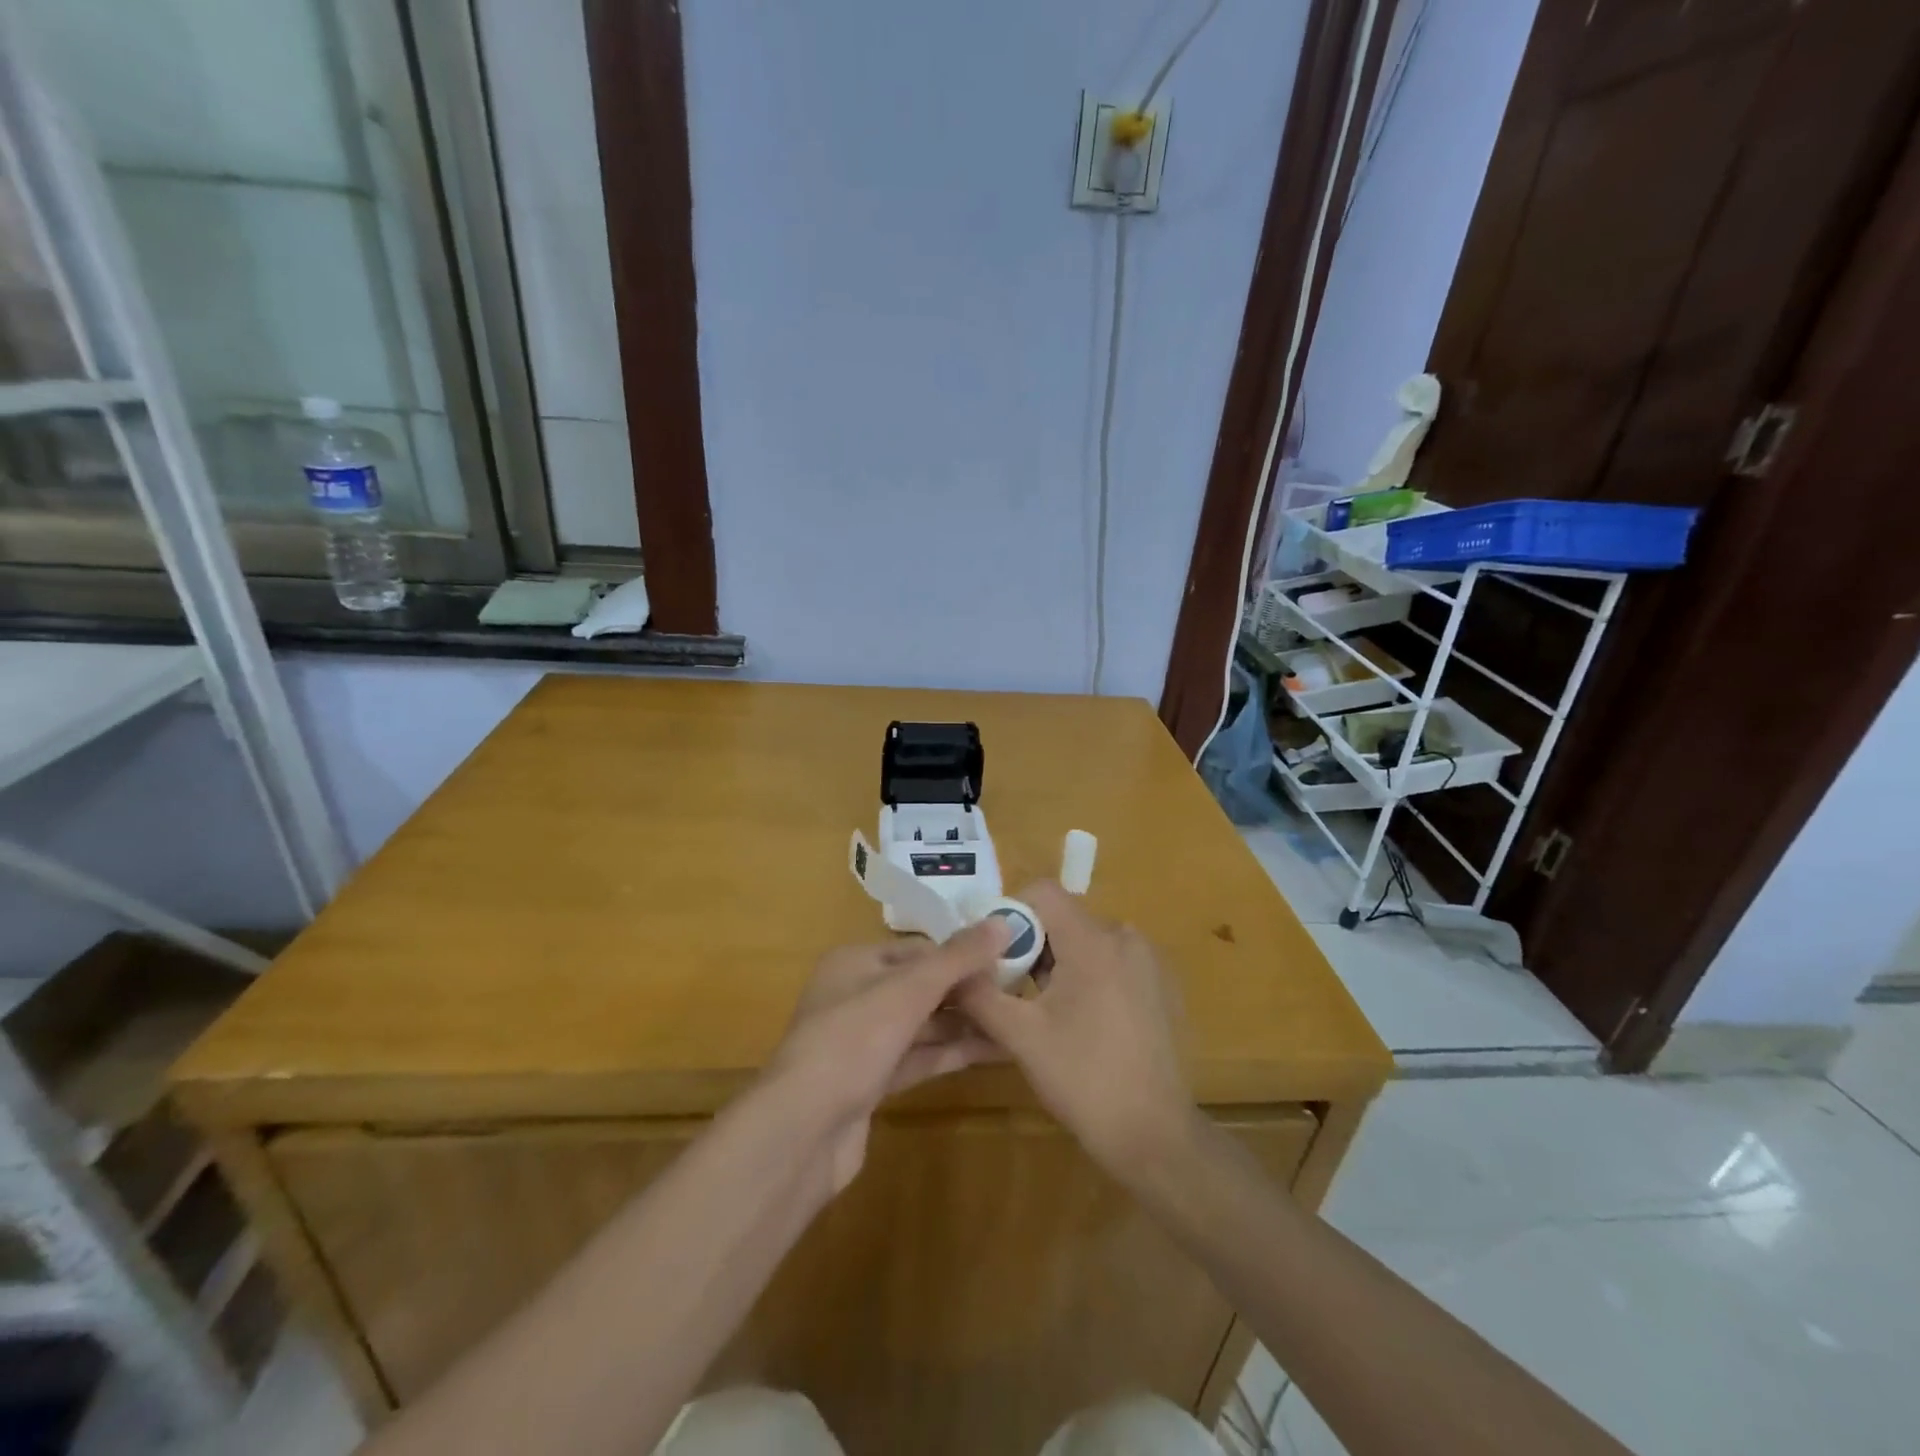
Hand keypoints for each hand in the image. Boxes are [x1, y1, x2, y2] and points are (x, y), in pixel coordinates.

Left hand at [766, 920, 1007, 1192]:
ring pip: (922, 1025)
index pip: (918, 949)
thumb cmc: (853, 1040)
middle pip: (921, 986)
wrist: (802, 1130)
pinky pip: (919, 1058)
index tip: (1006, 962)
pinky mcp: (871, 1082)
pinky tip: (994, 1052)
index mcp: (855, 962)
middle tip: (1019, 994)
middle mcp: (856, 995)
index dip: (961, 955)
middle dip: (967, 991)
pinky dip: (951, 1054)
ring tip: (1016, 1022)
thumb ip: (957, 958)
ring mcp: (862, 1042)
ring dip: (965, 1024)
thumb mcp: (909, 990)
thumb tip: (1003, 921)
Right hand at [958, 883, 1196, 1179]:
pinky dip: (1086, 975)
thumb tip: (950, 969)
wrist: (1155, 1136)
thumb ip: (979, 993)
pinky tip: (1078, 1022)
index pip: (1043, 891)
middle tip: (1011, 989)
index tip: (993, 954)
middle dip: (1031, 944)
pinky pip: (1110, 960)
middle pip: (1063, 917)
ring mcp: (1148, 961)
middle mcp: (1125, 937)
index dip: (1010, 912)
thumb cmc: (1083, 1080)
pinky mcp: (1158, 985)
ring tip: (1041, 1010)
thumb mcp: (1020, 1036)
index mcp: (1094, 941)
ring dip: (1057, 962)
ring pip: (1086, 940)